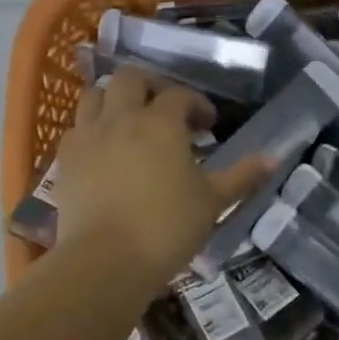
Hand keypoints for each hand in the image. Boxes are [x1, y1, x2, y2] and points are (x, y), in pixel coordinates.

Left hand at [52, 67, 270, 285]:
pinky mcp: (65, 159)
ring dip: (113, 99)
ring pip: (95, 95)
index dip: (197, 104)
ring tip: (128, 119)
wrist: (105, 260)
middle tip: (164, 110)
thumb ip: (241, 177)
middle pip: (130, 78)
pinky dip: (90, 128)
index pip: (180, 95)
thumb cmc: (166, 227)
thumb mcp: (212, 202)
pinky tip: (102, 148)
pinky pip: (75, 128)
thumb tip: (273, 158)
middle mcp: (121, 117)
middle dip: (150, 86)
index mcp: (160, 122)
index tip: (208, 124)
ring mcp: (88, 136)